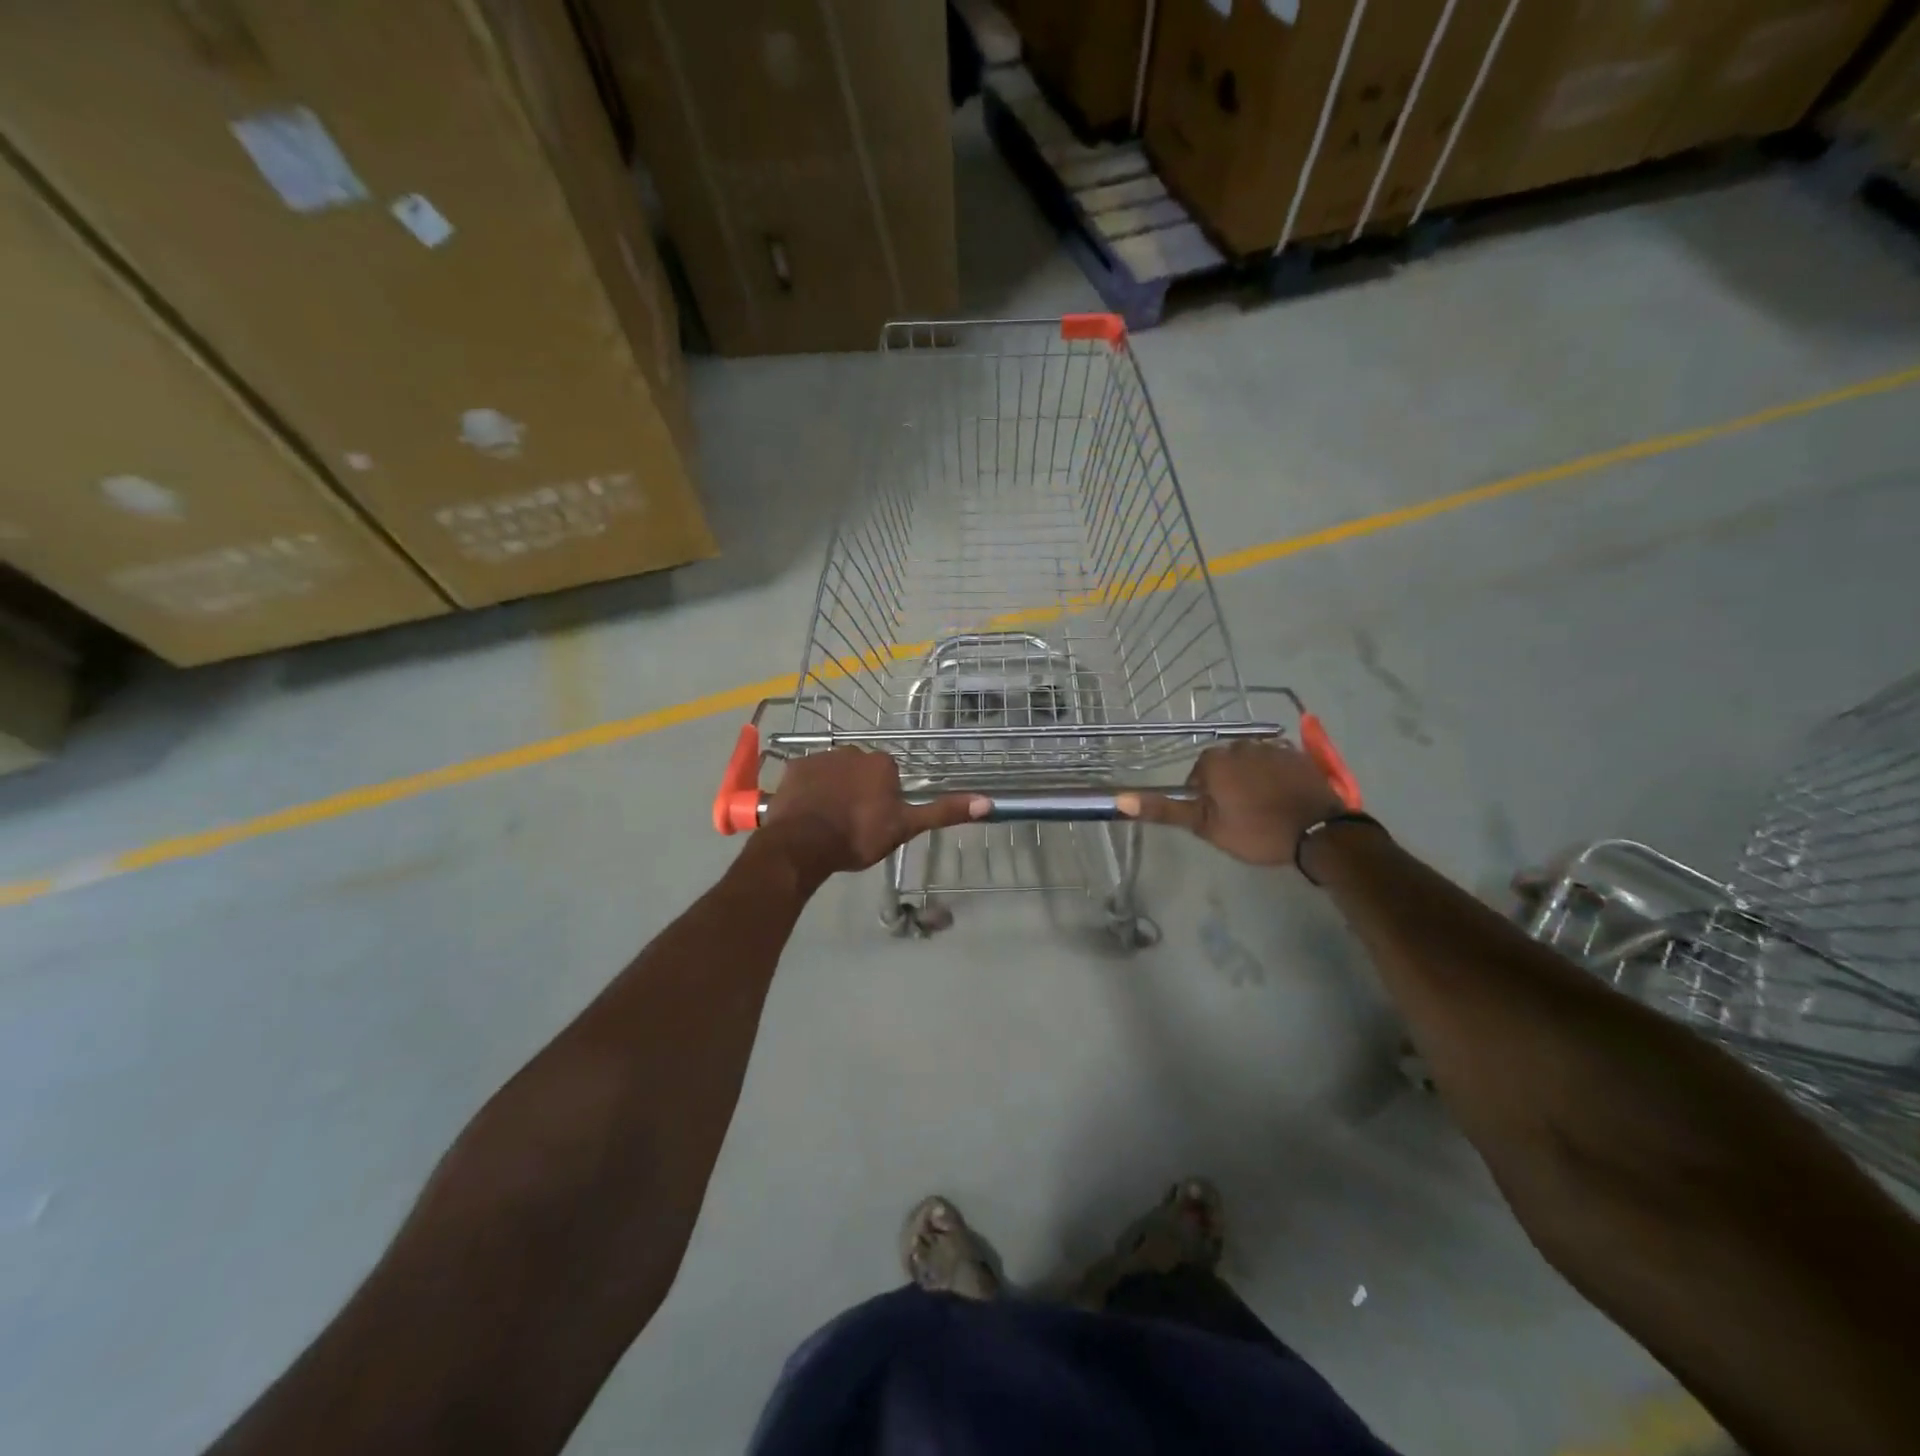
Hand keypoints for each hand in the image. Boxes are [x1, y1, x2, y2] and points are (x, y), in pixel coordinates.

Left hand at [760, 749, 982, 881]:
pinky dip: (809, 791)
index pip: (889, 777)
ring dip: (833, 790)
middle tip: (852, 824)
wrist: (804, 843)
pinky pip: (807, 777)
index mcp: (882, 763)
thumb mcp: (905, 827)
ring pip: (834, 773)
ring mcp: (821, 757)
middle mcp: (853, 751)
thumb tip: (987, 802)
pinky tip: (807, 814)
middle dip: (858, 791)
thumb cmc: (859, 835)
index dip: (883, 800)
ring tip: (827, 822)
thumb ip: (942, 812)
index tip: (875, 822)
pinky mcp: (794, 768)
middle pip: (861, 772)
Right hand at [1116, 741, 1345, 866]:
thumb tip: (1120, 799)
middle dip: (1228, 786)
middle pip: (1223, 766)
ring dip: (1252, 780)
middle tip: (1241, 817)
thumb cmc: (1257, 831)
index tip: (1220, 820)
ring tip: (1265, 809)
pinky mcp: (1298, 755)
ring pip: (1250, 763)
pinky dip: (1276, 777)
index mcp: (1214, 760)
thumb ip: (1165, 810)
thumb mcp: (1206, 826)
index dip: (1206, 800)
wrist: (1319, 833)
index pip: (1198, 777)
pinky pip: (1276, 762)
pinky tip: (1284, 798)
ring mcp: (1272, 747)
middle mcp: (1240, 745)